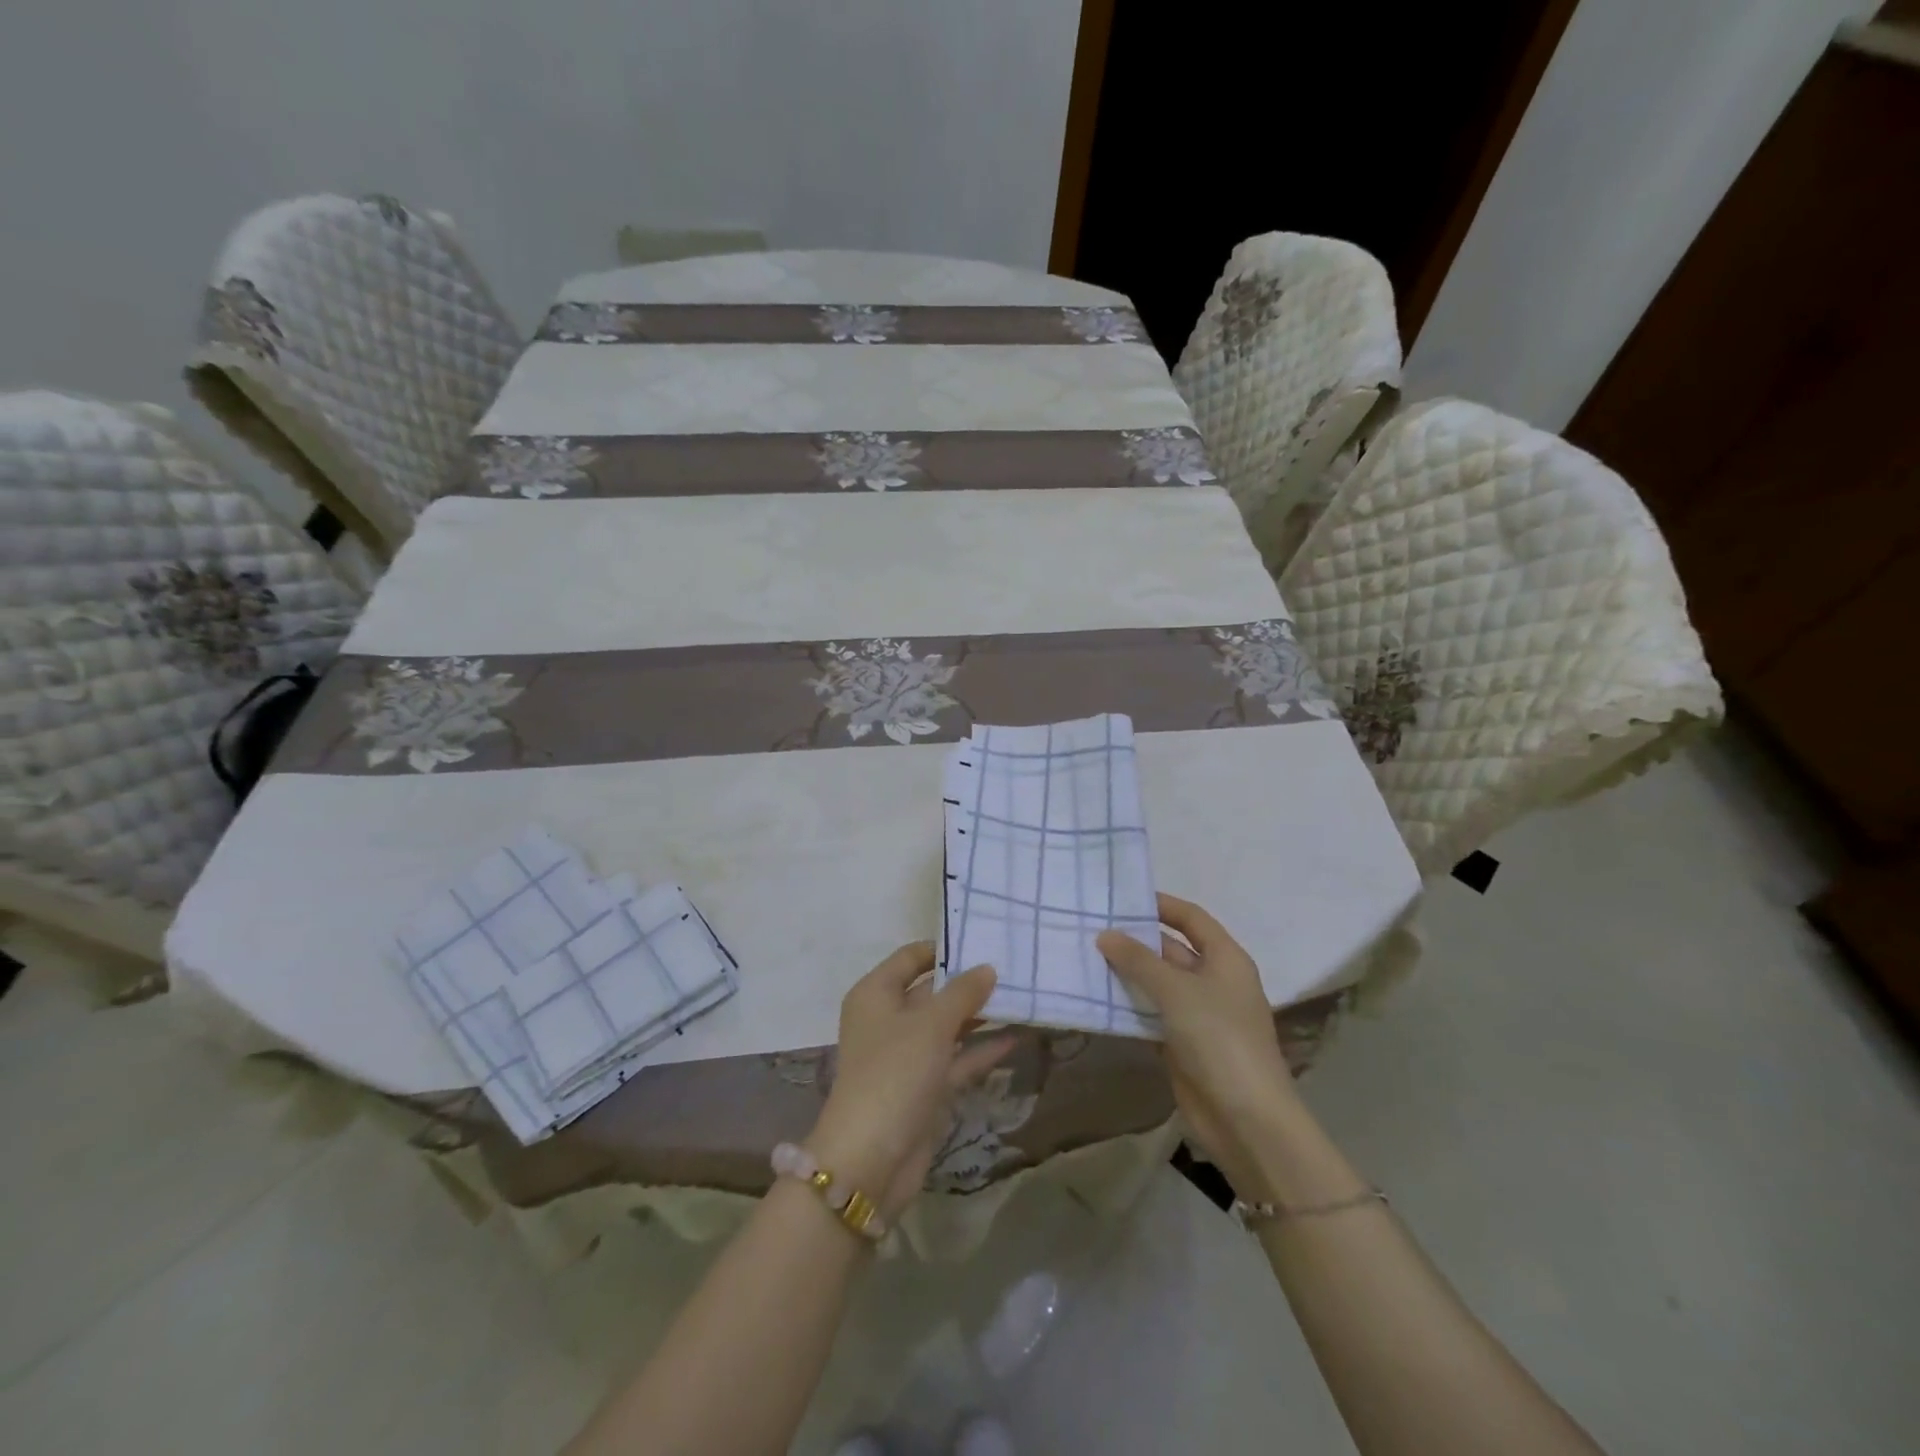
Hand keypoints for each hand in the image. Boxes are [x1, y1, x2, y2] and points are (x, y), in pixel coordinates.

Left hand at [807, 943, 1014, 1219]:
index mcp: (876, 994)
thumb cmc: (894, 1073)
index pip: (911, 957)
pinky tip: (1015, 1039)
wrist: (870, 1160)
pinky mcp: (923, 1088)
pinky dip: (980, 1050)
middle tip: (1013, 968)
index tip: (983, 941)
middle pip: (932, 991)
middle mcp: (888, 1019)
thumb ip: (963, 993)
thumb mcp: (931, 1025)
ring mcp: (906, 1056)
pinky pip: (956, 1060)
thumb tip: (987, 967)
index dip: (944, 949)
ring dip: (980, 1017)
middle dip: (969, 983)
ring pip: (947, 1027)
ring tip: (1022, 999)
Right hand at [1097, 894, 1301, 1200]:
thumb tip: (1105, 934)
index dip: (1162, 905)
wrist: (1245, 1118)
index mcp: (1226, 959)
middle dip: (1136, 940)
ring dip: (1128, 973)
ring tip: (1086, 956)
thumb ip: (1138, 960)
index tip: (1123, 897)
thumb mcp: (1176, 991)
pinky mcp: (1183, 1043)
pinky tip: (1097, 996)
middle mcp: (1214, 981)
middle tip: (1092, 927)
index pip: (1192, 918)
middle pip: (1172, 949)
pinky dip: (1129, 1005)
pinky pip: (1152, 1013)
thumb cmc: (1218, 1038)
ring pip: (1158, 983)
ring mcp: (1199, 1014)